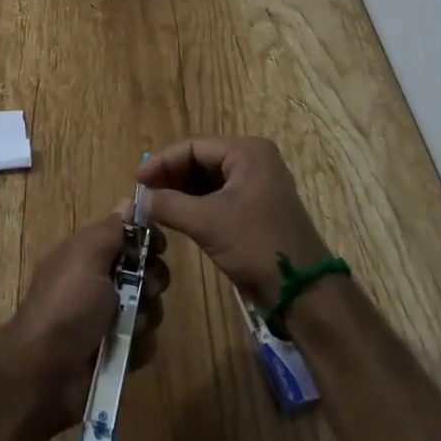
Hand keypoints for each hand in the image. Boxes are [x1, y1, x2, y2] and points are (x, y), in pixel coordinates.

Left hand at [0, 209, 168, 432]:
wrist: (44, 372)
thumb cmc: (66, 304)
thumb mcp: (87, 255)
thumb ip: (112, 230)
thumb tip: (128, 201)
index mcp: (89, 254)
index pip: (129, 236)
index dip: (147, 240)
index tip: (159, 247)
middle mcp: (100, 283)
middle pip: (145, 272)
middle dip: (153, 280)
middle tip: (146, 289)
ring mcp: (108, 319)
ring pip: (149, 308)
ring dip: (146, 315)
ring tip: (131, 326)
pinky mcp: (116, 352)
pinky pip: (144, 342)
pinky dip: (139, 346)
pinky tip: (127, 351)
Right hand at [138, 137, 329, 308]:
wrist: (304, 293)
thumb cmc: (257, 245)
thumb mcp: (208, 222)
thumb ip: (169, 204)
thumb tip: (140, 200)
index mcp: (247, 151)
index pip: (193, 147)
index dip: (162, 162)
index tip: (136, 180)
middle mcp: (254, 161)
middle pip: (201, 161)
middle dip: (171, 177)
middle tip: (143, 195)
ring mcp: (257, 186)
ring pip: (208, 181)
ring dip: (181, 192)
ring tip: (154, 206)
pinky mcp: (256, 210)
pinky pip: (219, 198)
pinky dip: (196, 205)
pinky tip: (176, 217)